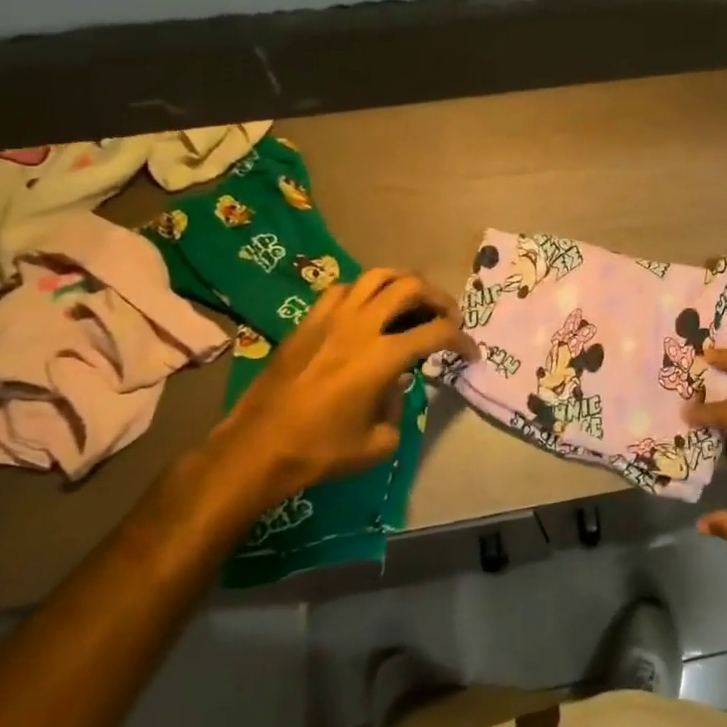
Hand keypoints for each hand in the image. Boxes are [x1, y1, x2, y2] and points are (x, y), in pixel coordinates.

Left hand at [211, 269, 475, 510]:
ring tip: (412, 301)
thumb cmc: (320, 451)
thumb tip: (396, 386)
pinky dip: (365, 292)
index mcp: (382, 356)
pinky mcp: (308, 321)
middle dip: (438, 298)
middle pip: (410, 287)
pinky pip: (343, 289)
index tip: (470, 353)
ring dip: (403, 284)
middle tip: (447, 316)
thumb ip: (399, 408)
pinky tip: (368, 310)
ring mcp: (331, 318)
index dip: (462, 340)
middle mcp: (360, 326)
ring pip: (376, 276)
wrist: (257, 448)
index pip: (437, 332)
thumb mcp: (378, 443)